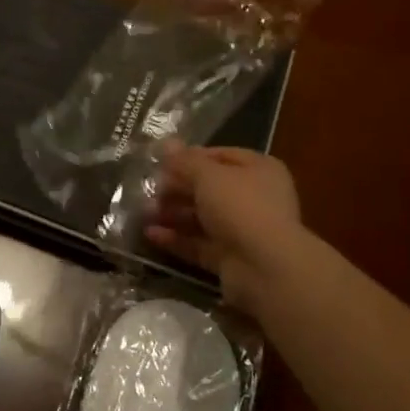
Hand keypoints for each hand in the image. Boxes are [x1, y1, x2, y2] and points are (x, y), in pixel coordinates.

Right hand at [145, 144, 302, 311]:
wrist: (266, 268)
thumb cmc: (240, 207)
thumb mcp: (208, 176)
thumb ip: (185, 161)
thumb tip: (166, 143)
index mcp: (259, 170)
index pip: (220, 156)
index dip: (190, 157)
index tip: (161, 162)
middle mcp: (255, 198)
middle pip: (209, 188)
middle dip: (176, 188)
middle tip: (148, 189)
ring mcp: (243, 230)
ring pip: (202, 217)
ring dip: (173, 214)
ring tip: (143, 213)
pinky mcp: (231, 258)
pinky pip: (199, 244)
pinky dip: (176, 239)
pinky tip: (150, 234)